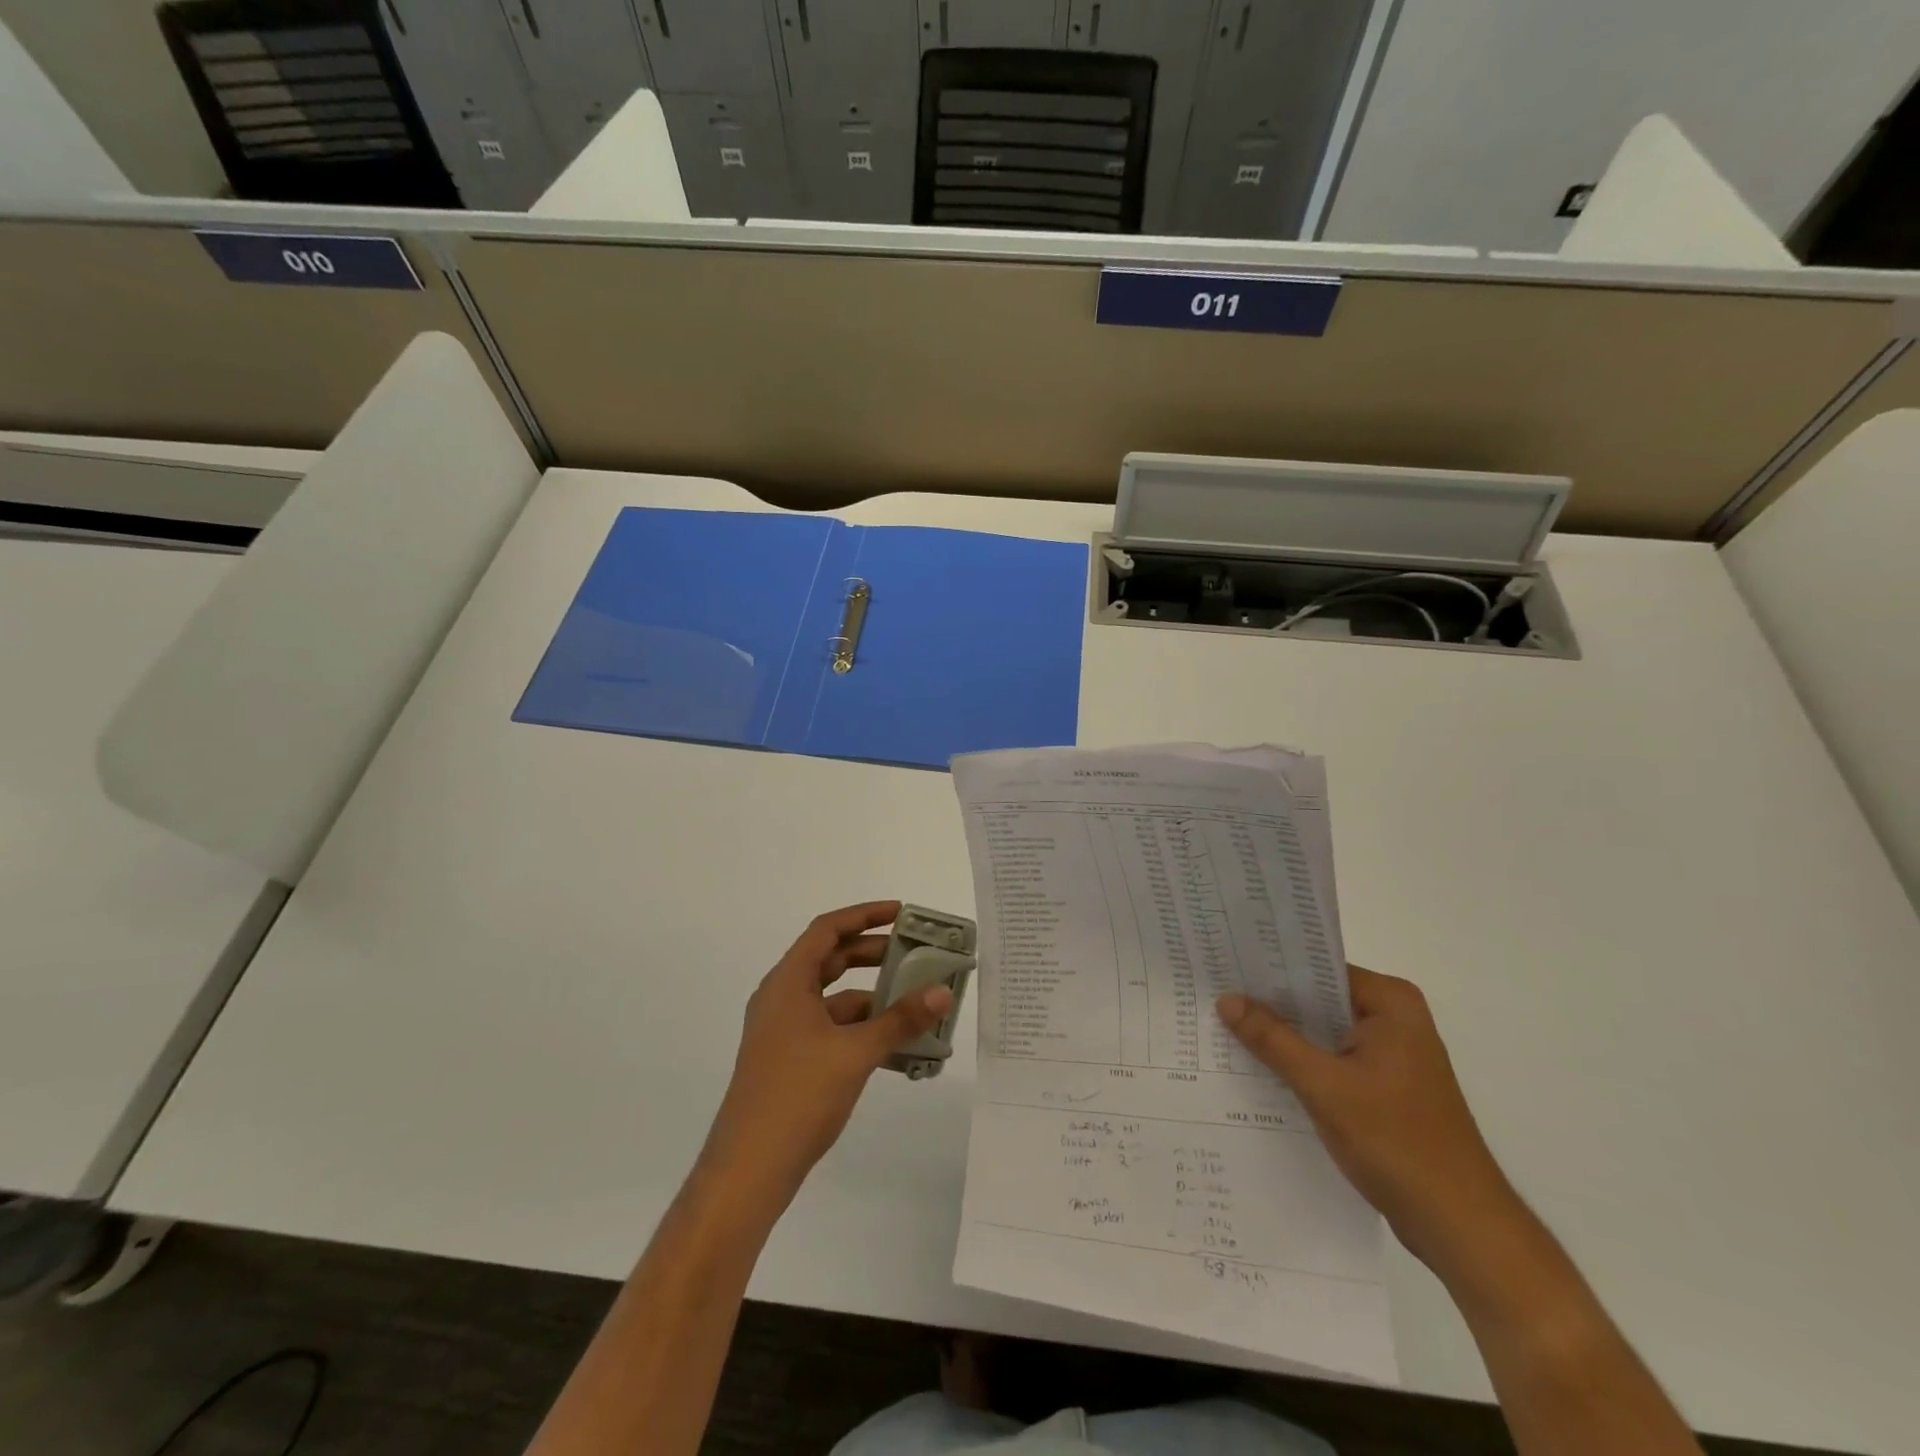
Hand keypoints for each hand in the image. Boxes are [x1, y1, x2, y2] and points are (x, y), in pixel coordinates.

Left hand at [699, 902, 953, 1210]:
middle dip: (873, 954)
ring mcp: (783, 1032)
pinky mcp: (790, 1061)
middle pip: (830, 960)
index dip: (864, 915)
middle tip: (914, 953)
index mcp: (788, 983)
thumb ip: (901, 1019)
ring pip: (833, 999)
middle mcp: (782, 999)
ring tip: (914, 1001)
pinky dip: (861, 1029)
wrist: (748, 1170)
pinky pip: (831, 1029)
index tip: (901, 913)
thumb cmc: (798, 1096)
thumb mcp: (856, 1052)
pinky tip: (895, 1046)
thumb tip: (942, 992)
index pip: (826, 930)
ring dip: (872, 997)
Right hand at [1217, 968, 1519, 1268]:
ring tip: (1224, 1026)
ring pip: (1323, 1032)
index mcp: (1391, 1003)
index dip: (1270, 969)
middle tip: (1214, 994)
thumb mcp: (1323, 1086)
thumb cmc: (1397, 1143)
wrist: (1460, 1227)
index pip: (1318, 969)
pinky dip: (1301, 1062)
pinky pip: (1332, 1059)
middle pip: (1319, 999)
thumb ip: (1272, 1039)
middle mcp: (1395, 1019)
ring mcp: (1391, 1054)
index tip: (1224, 965)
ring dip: (1283, 1036)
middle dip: (1271, 1003)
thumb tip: (1226, 999)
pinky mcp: (1385, 1087)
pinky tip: (1259, 1068)